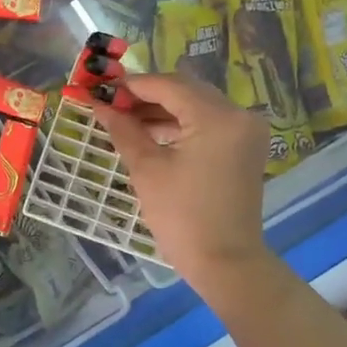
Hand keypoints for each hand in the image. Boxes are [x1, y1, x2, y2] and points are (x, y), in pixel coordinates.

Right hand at [95, 73, 278, 295]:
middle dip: (147, 96)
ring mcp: (246, 132)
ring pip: (197, 107)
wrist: (225, 262)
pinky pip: (208, 124)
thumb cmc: (182, 217)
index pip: (170, 86)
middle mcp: (239, 115)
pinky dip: (180, 126)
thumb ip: (124, 130)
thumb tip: (100, 106)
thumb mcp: (147, 170)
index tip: (102, 88)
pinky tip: (150, 133)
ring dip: (162, 111)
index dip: (133, 84)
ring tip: (125, 120)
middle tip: (112, 104)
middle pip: (186, 91)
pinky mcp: (244, 148)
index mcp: (218, 117)